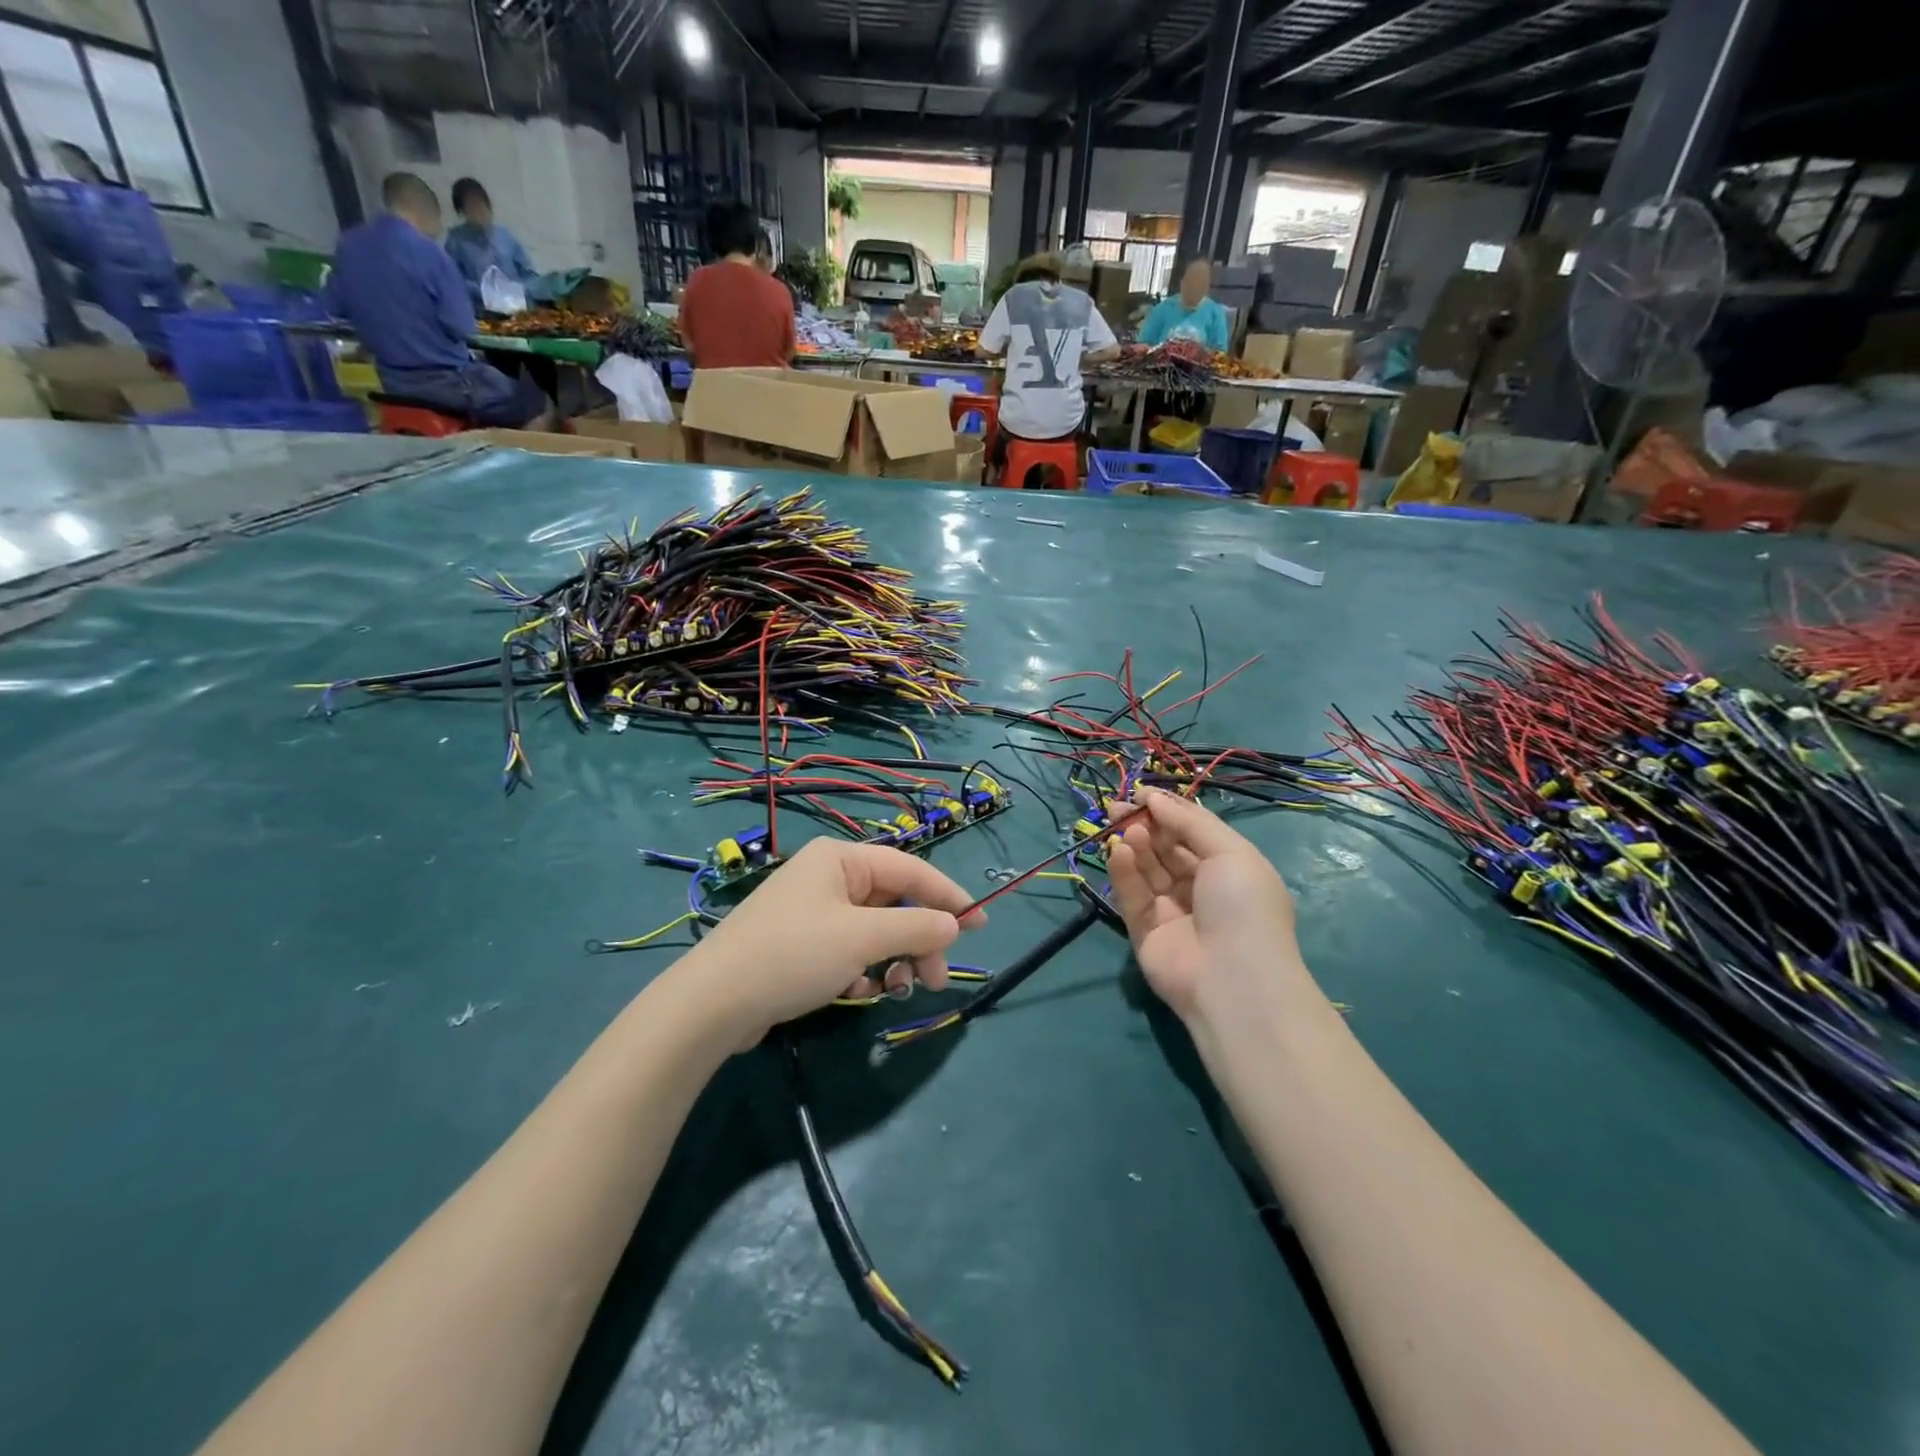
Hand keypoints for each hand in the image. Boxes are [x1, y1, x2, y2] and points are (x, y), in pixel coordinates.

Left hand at [686, 838, 986, 1047]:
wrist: (712, 1005)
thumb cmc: (792, 955)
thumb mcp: (861, 940)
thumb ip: (915, 929)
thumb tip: (953, 926)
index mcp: (841, 859)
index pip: (909, 869)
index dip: (948, 896)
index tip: (980, 923)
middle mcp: (828, 877)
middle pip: (894, 903)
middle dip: (918, 939)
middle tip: (933, 980)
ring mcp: (813, 912)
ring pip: (874, 930)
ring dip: (893, 958)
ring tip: (896, 990)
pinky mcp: (802, 945)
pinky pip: (850, 950)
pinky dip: (862, 970)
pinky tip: (855, 993)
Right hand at [1108, 787, 1301, 1022]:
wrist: (1232, 978)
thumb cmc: (1242, 906)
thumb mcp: (1230, 852)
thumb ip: (1190, 822)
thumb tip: (1154, 797)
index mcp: (1229, 870)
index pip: (1192, 834)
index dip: (1168, 812)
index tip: (1142, 794)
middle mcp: (1200, 889)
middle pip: (1164, 849)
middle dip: (1143, 825)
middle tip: (1118, 806)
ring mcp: (1171, 912)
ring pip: (1146, 870)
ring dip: (1135, 845)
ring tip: (1125, 828)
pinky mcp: (1144, 931)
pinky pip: (1132, 896)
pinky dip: (1124, 873)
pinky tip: (1119, 851)